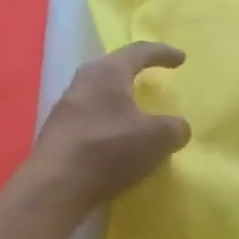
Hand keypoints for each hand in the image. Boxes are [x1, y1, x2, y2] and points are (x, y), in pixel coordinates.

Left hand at [24, 42, 191, 214]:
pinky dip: (107, 127)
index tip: (181, 59)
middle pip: (113, 70)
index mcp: (107, 73)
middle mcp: (82, 83)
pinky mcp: (57, 135)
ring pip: (99, 97)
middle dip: (134, 74)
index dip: (163, 53)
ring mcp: (65, 109)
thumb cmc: (109, 150)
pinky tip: (116, 143)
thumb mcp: (156, 139)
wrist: (56, 187)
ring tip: (135, 115)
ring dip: (119, 103)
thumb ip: (174, 128)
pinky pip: (90, 121)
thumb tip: (178, 128)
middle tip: (151, 79)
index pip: (139, 52)